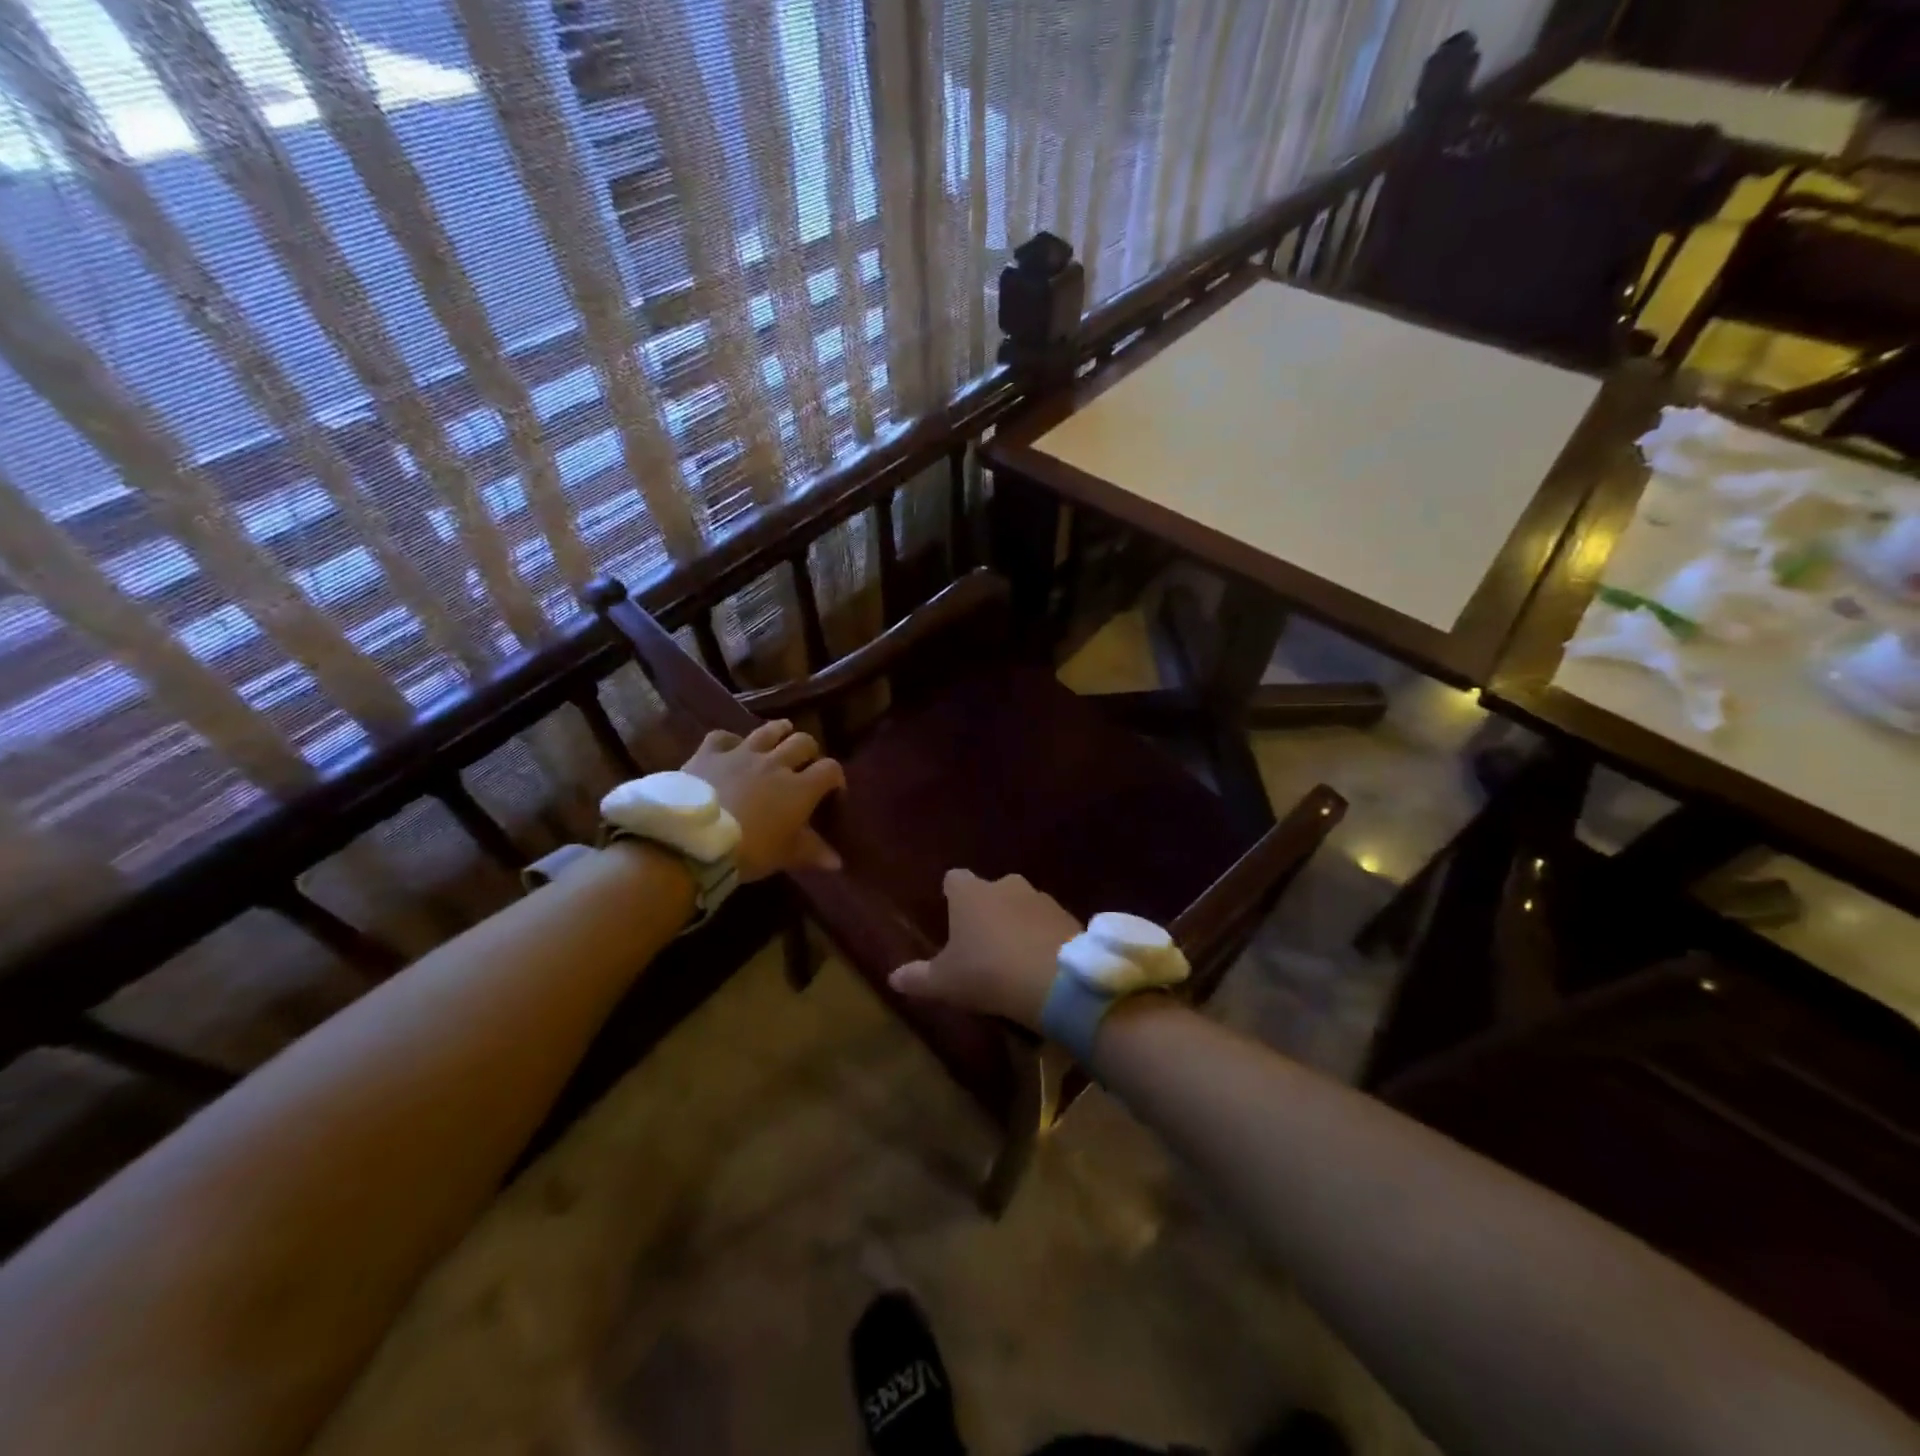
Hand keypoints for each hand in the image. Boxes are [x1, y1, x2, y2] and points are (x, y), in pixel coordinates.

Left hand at [682, 720, 844, 881]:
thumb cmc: (749, 850)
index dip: (836, 777)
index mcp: (800, 788)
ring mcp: (742, 753)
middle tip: (805, 764)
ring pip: (769, 730)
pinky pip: (723, 736)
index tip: (832, 791)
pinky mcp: (710, 753)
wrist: (694, 840)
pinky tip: (731, 748)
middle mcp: (776, 763)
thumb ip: (813, 853)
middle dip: (809, 751)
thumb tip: (837, 863)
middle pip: (803, 742)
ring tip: (782, 736)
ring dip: (780, 732)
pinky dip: (731, 741)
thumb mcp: (785, 856)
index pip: (830, 770)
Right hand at [888, 870, 1080, 1031]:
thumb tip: (893, 978)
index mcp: (970, 893)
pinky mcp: (1067, 915)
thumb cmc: (988, 973)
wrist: (1056, 979)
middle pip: (990, 891)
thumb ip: (918, 978)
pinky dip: (1042, 936)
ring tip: (1012, 957)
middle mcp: (1005, 884)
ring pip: (1021, 905)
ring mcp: (1040, 897)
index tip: (949, 915)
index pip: (953, 879)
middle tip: (981, 943)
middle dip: (986, 910)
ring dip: (1016, 923)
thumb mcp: (945, 982)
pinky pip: (1047, 923)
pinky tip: (1039, 963)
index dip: (951, 895)